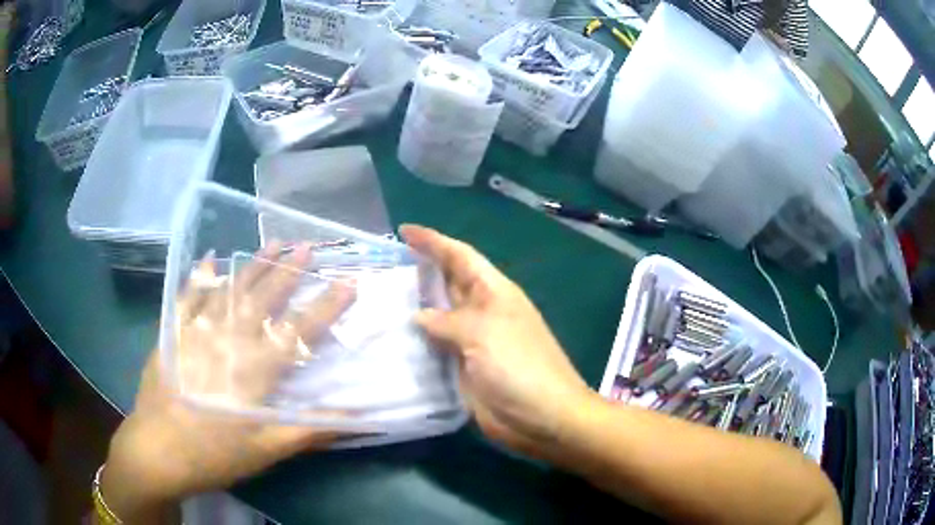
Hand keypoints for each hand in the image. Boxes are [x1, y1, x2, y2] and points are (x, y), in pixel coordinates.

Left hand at [102, 245, 355, 521]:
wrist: (157, 450)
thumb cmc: (214, 454)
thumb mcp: (266, 451)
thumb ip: (310, 430)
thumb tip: (357, 417)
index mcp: (254, 370)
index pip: (298, 332)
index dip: (326, 307)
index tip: (349, 284)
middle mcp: (227, 340)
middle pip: (263, 299)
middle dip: (288, 272)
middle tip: (308, 247)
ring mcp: (196, 331)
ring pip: (230, 290)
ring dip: (253, 265)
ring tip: (273, 244)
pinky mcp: (173, 333)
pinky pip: (189, 296)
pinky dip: (201, 276)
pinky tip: (209, 258)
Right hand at [400, 225, 593, 457]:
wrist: (542, 417)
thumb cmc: (519, 367)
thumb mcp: (483, 334)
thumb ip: (447, 321)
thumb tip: (419, 315)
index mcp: (494, 293)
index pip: (460, 257)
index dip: (433, 242)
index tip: (403, 232)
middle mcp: (481, 313)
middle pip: (447, 284)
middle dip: (419, 272)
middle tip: (381, 268)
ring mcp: (472, 342)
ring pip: (438, 318)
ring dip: (413, 309)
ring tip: (376, 302)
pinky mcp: (463, 369)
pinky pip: (435, 350)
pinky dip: (416, 344)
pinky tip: (390, 342)